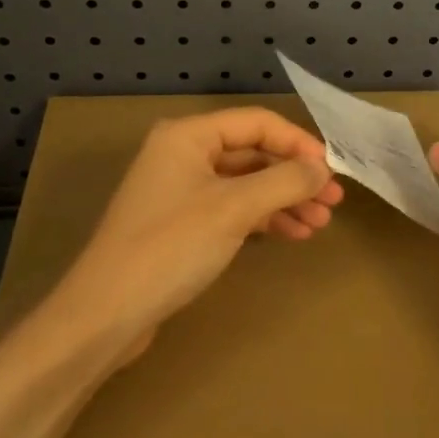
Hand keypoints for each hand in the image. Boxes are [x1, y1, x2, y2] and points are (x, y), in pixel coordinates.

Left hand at [54, 109, 343, 359]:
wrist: (105, 314)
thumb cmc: (170, 247)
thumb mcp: (233, 209)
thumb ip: (284, 182)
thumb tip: (324, 169)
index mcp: (188, 135)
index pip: (257, 123)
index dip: (298, 143)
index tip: (332, 171)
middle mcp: (182, 154)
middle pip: (252, 153)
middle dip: (294, 177)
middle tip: (333, 202)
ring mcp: (180, 190)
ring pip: (244, 184)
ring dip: (283, 200)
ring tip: (320, 224)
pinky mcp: (180, 224)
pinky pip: (231, 209)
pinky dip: (262, 219)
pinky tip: (292, 234)